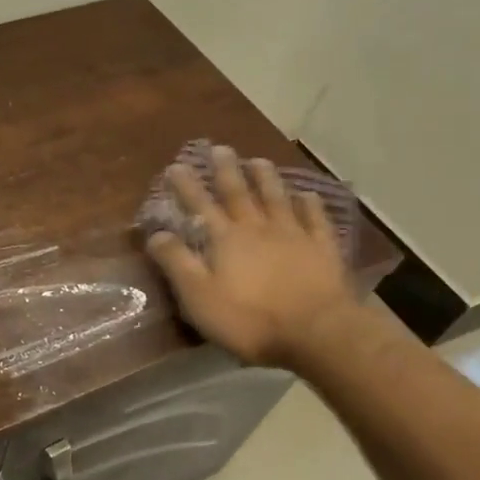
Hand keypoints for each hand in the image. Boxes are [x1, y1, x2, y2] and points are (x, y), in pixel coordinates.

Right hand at [145, 146, 358, 369]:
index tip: (176, 165)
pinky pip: (316, 220)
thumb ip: (177, 262)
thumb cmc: (249, 318)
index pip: (200, 205)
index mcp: (225, 239)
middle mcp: (257, 228)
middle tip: (220, 148)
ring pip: (276, 198)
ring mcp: (294, 235)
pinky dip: (310, 204)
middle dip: (226, 170)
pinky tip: (308, 194)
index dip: (186, 186)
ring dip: (266, 178)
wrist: (316, 331)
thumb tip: (156, 233)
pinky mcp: (322, 249)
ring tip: (258, 160)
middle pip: (239, 193)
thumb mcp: (198, 296)